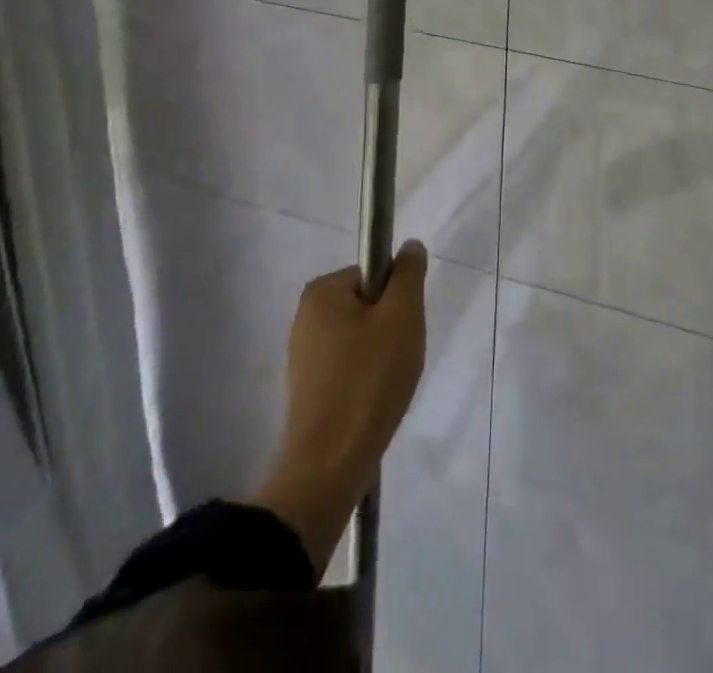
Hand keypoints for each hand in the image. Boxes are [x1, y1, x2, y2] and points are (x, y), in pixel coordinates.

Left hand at [252, 241, 428, 569]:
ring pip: (361, 338)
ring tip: (386, 385)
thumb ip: (408, 274)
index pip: (375, 275)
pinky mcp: (307, 388)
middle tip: (398, 358)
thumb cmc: (369, 379)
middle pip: (367, 305)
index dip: (396, 299)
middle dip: (389, 328)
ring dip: (380, 356)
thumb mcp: (402, 315)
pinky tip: (373, 402)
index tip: (402, 329)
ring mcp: (303, 355)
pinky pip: (348, 367)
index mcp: (322, 291)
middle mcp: (305, 316)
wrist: (329, 464)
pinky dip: (365, 379)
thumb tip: (409, 246)